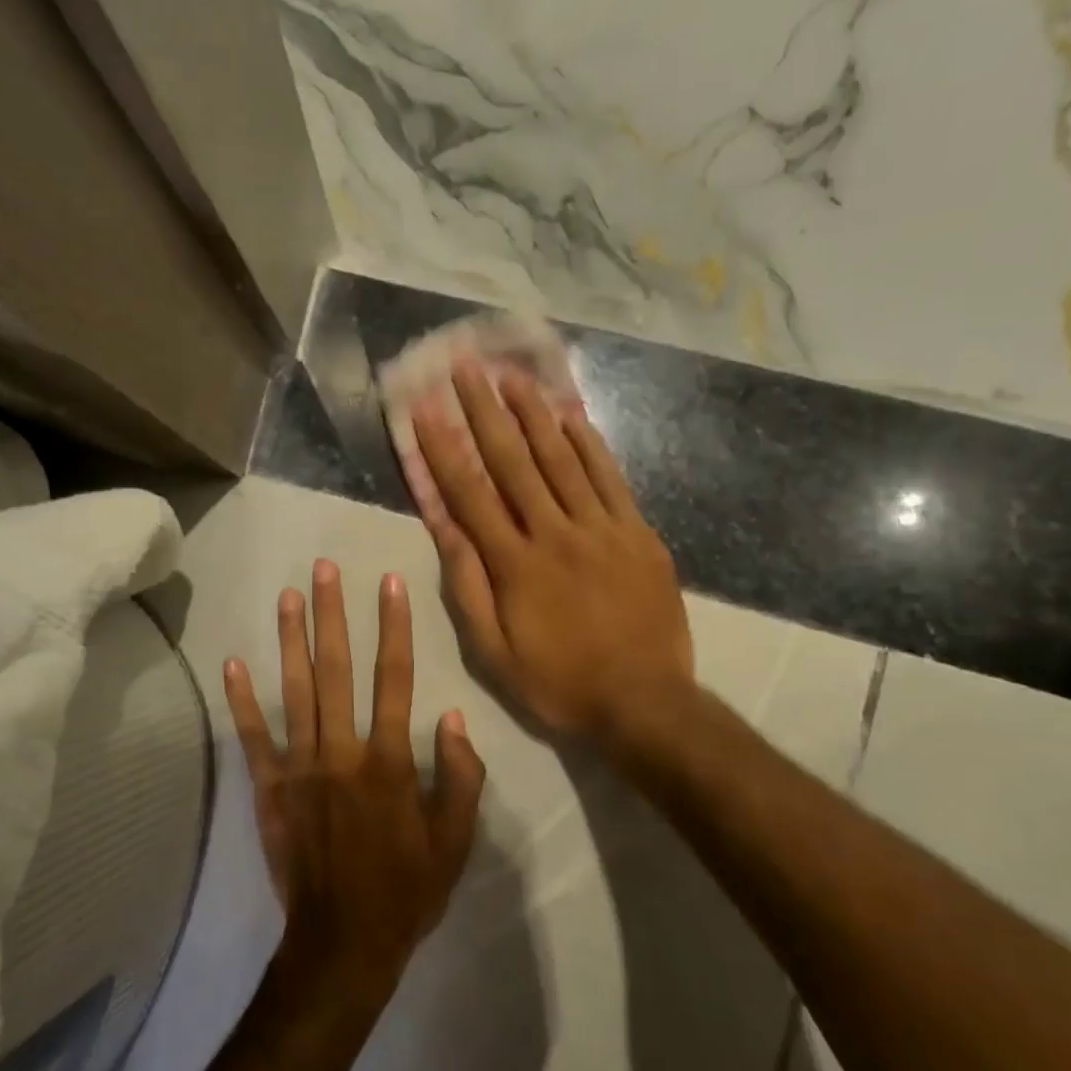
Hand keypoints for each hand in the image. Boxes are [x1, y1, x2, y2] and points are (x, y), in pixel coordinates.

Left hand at [223, 561, 487, 1001]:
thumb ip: (459, 779)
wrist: (342, 944)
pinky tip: (232, 663)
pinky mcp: (269, 789)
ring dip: (291, 640)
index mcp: (389, 762)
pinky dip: (242, 701)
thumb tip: (455, 720)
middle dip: (332, 615)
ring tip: (288, 595)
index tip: (388, 583)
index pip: (395, 679)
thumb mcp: (453, 843)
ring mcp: (300, 768)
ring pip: (295, 691)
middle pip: (337, 670)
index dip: (394, 627)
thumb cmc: (405, 892)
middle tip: (324, 569)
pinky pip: (253, 738)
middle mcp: (342, 752)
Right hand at [412, 361, 696, 752]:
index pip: (470, 493)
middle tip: (467, 367)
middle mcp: (556, 533)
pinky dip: (589, 443)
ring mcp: (603, 529)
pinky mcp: (638, 533)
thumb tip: (443, 526)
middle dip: (485, 411)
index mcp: (516, 564)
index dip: (443, 447)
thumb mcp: (494, 651)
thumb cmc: (558, 682)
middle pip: (515, 461)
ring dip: (535, 413)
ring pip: (563, 459)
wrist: (645, 703)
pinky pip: (610, 478)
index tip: (425, 408)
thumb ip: (468, 585)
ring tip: (513, 376)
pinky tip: (573, 414)